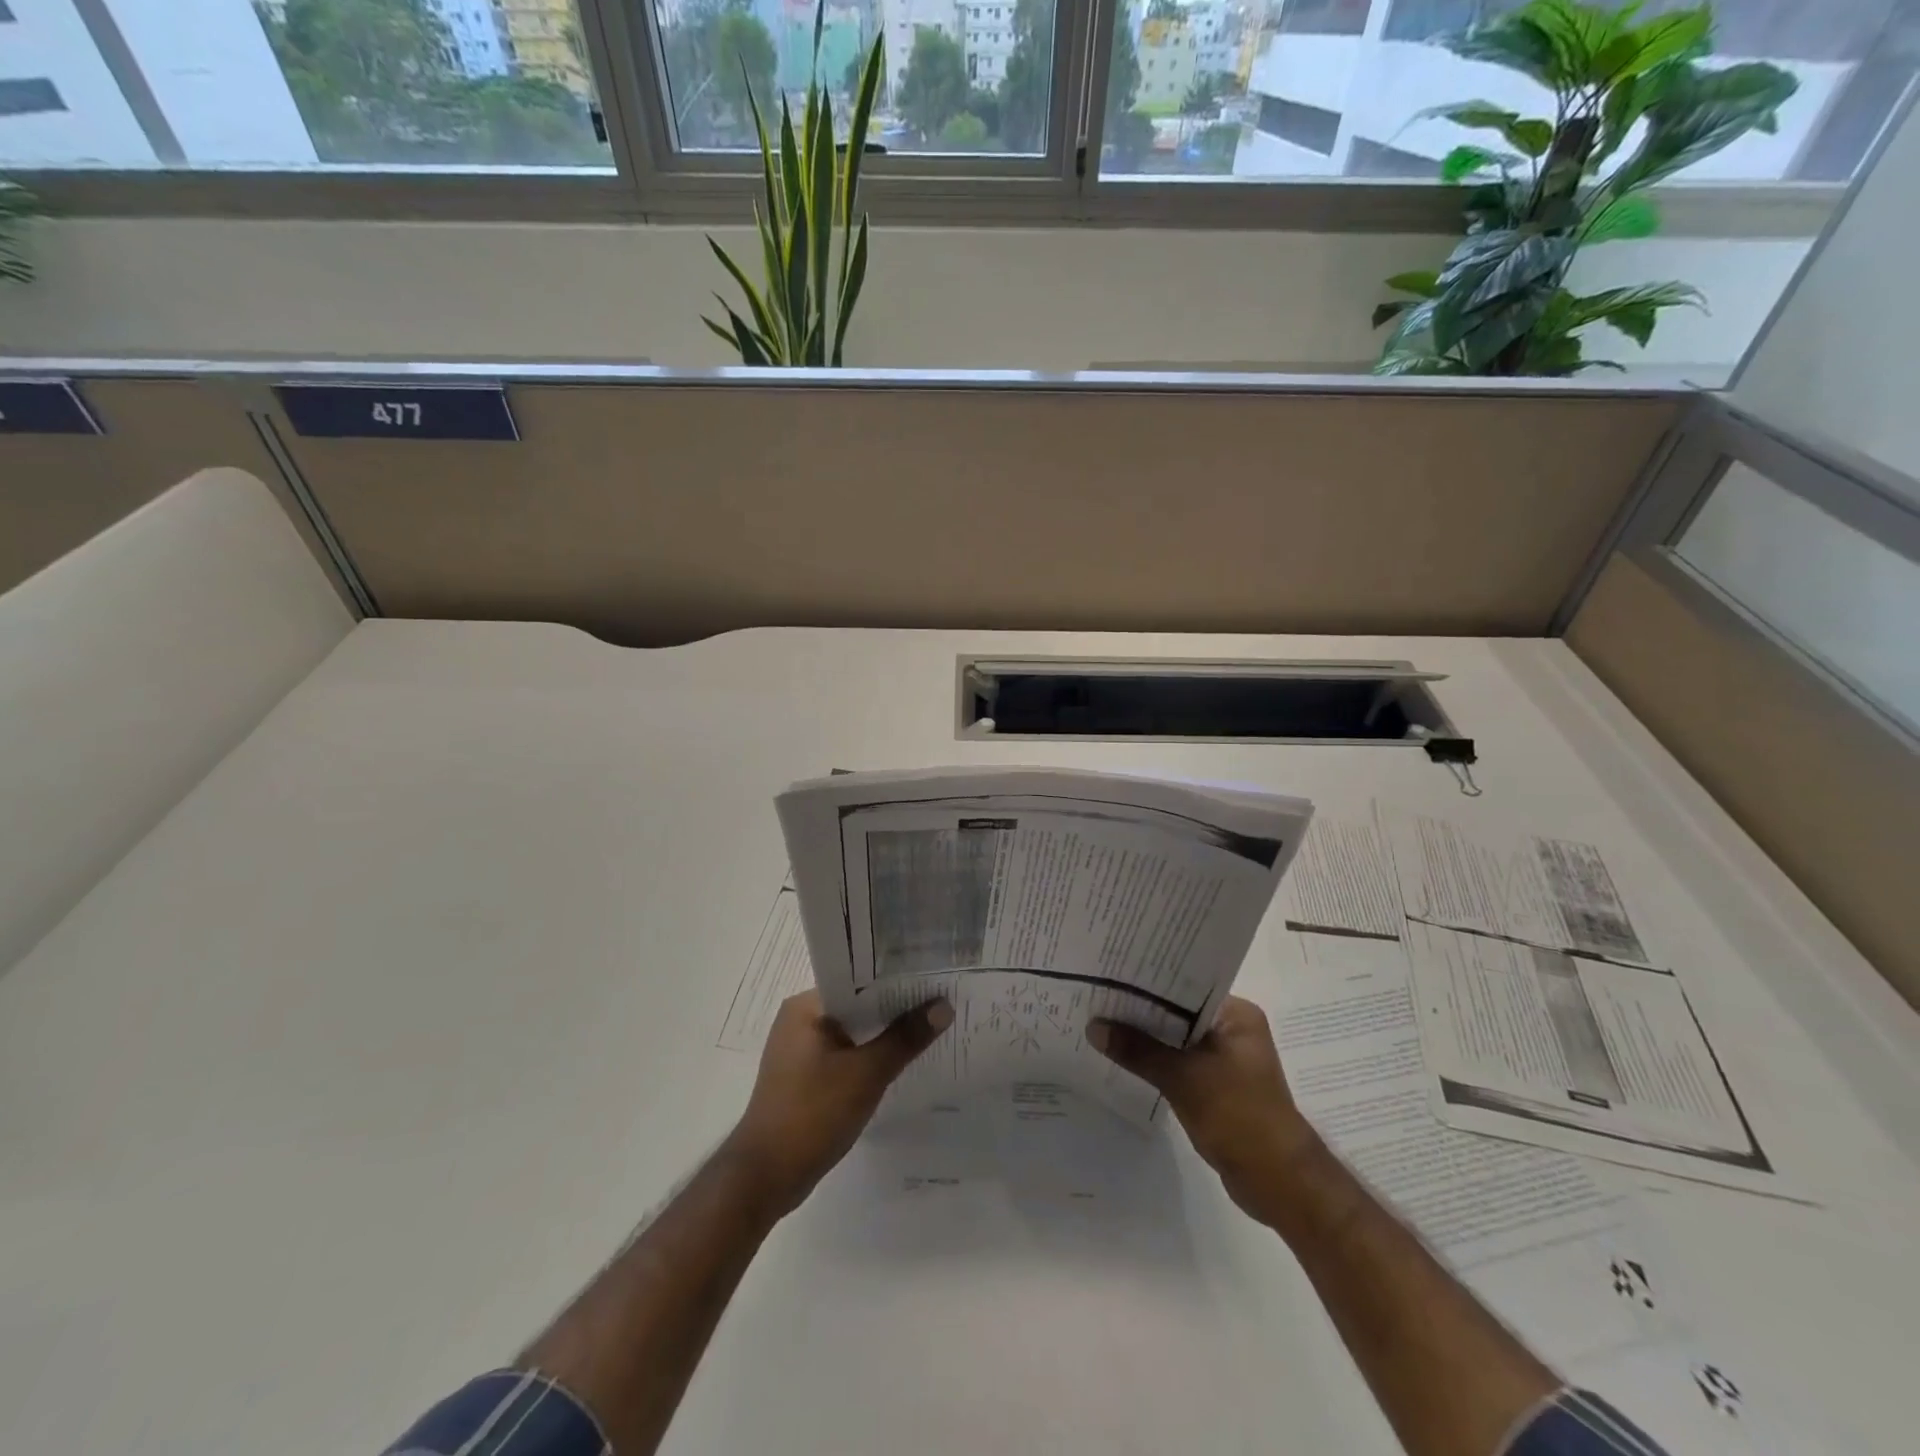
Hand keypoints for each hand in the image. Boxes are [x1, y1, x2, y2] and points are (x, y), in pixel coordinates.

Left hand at [726, 990, 951, 1219]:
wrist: (765, 1178)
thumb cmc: (812, 1113)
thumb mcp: (867, 1073)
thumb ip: (905, 1038)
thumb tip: (944, 1005)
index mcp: (806, 1006)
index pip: (857, 979)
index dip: (896, 978)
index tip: (932, 976)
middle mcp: (800, 1020)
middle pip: (857, 1005)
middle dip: (895, 1008)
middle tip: (940, 1000)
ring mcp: (800, 1051)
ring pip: (852, 1032)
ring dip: (883, 1035)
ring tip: (928, 1027)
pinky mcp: (804, 1078)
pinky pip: (844, 1055)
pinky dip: (869, 1057)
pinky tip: (899, 1063)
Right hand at [1089, 996, 1321, 1216]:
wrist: (1279, 1182)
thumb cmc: (1239, 1116)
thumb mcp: (1182, 1078)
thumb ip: (1138, 1050)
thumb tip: (1093, 1027)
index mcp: (1237, 1015)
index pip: (1185, 985)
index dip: (1147, 981)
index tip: (1111, 974)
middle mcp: (1234, 1030)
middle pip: (1178, 1012)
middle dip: (1141, 1011)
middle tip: (1098, 997)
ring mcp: (1226, 1060)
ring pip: (1176, 1039)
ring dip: (1147, 1038)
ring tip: (1102, 1024)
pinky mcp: (1218, 1086)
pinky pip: (1180, 1063)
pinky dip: (1157, 1062)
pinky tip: (1125, 1059)